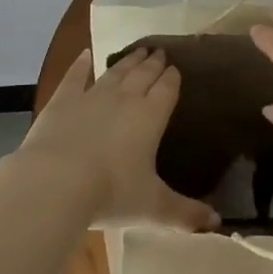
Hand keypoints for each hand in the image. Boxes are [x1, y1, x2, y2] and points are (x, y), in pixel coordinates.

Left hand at [19, 47, 218, 231]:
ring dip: (127, 61)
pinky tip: (84, 55)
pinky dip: (80, 65)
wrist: (55, 182)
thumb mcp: (153, 208)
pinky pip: (75, 77)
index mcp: (151, 117)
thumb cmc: (111, 193)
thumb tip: (217, 223)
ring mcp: (92, 96)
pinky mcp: (62, 101)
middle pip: (143, 75)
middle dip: (153, 63)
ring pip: (115, 72)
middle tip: (160, 51)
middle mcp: (125, 98)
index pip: (167, 89)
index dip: (172, 78)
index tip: (176, 68)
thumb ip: (185, 213)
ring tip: (137, 50)